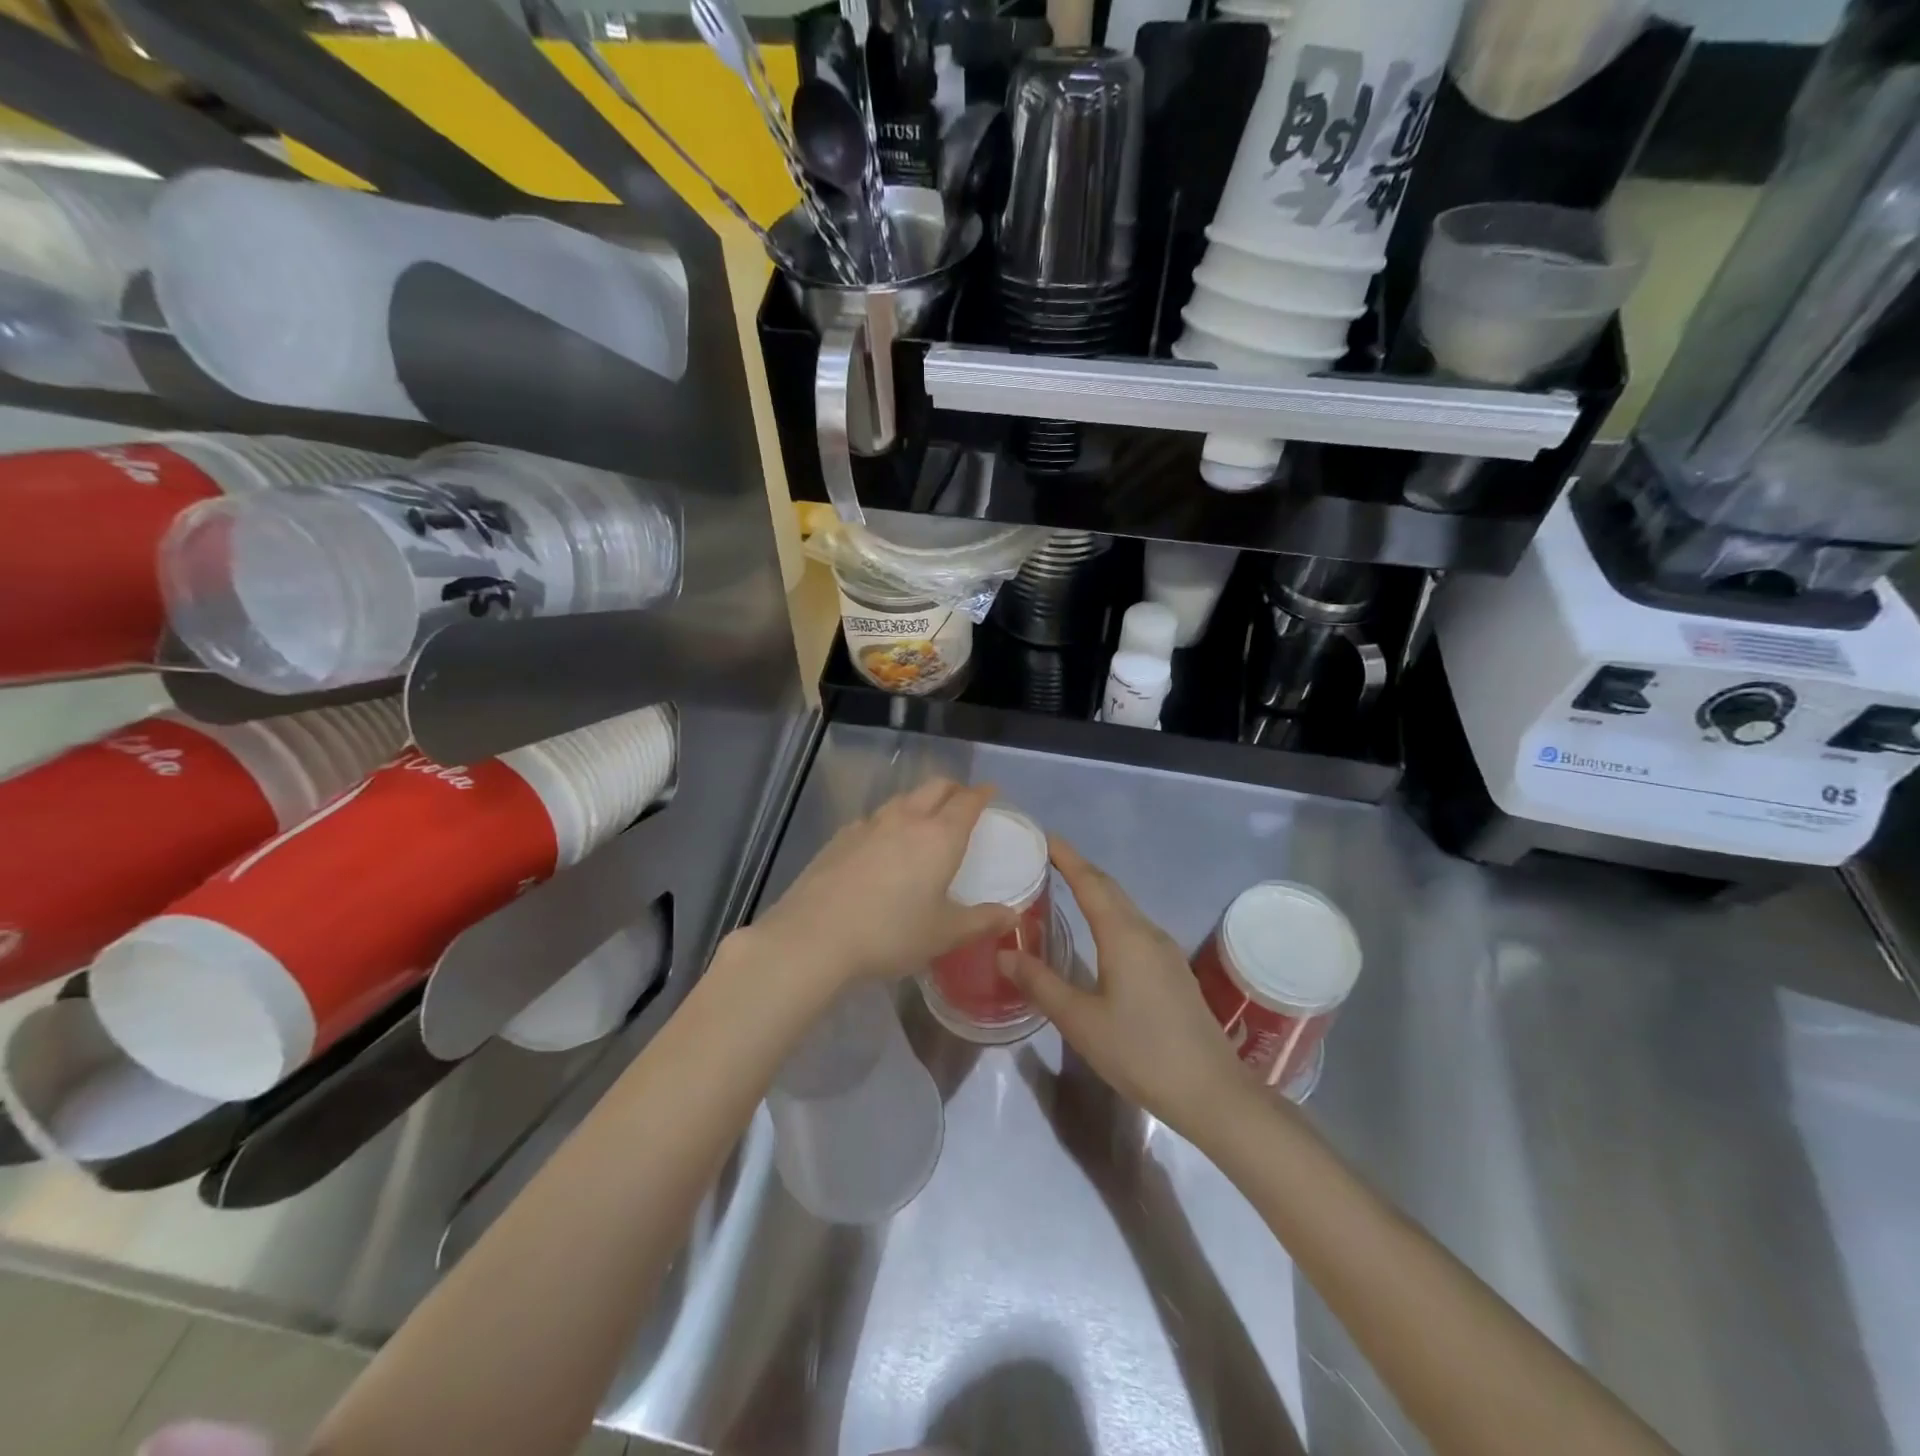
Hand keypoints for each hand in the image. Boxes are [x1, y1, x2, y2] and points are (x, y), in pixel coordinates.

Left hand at [746, 779, 1016, 990]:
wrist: (814, 937)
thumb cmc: (890, 934)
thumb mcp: (943, 934)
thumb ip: (981, 921)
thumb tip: (1011, 916)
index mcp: (939, 836)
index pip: (967, 801)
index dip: (982, 794)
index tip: (991, 794)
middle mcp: (906, 819)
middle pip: (935, 787)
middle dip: (953, 789)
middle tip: (962, 802)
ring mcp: (868, 825)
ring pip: (902, 800)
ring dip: (920, 802)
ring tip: (924, 822)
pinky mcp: (840, 837)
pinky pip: (873, 819)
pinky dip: (889, 822)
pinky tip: (882, 846)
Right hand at [1001, 837, 1250, 1140]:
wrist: (1211, 1091)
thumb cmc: (1140, 1052)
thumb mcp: (1080, 1021)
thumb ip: (1041, 984)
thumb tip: (1004, 952)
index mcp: (1124, 935)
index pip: (1090, 882)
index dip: (1066, 856)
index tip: (1043, 836)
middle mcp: (1147, 932)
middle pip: (1109, 888)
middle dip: (1079, 869)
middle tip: (1045, 859)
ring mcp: (1164, 951)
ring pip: (1124, 907)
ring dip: (1095, 891)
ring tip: (1063, 889)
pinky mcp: (1172, 970)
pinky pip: (1134, 926)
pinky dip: (1109, 915)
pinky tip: (1097, 933)